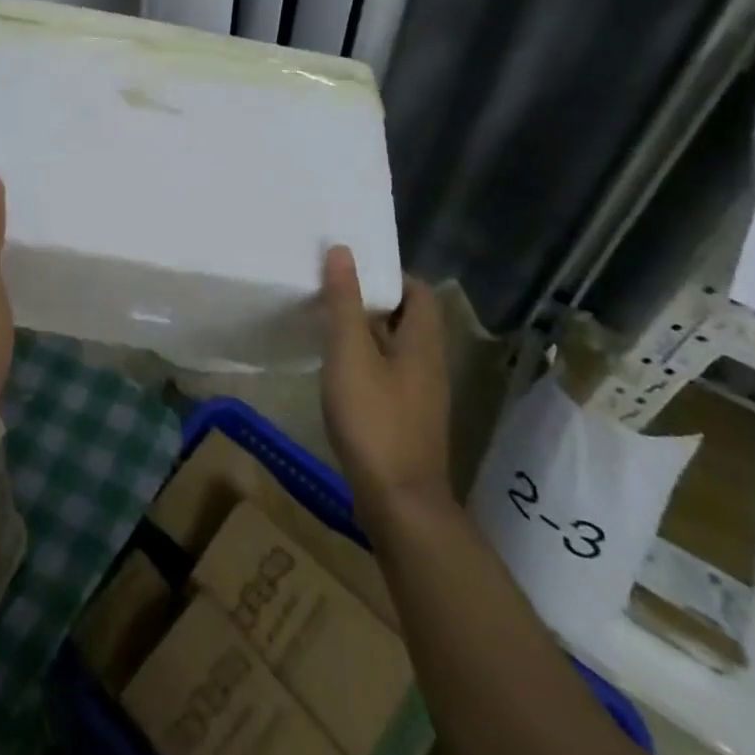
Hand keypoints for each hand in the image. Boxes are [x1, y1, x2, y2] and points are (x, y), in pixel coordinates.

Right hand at [319, 246, 451, 515]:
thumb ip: (345, 302)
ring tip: (327, 321)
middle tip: (331, 288)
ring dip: (365, 330)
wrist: (399, 504)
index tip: (352, 267)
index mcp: (422, 342)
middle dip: (371, 300)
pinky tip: (336, 367)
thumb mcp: (351, 353)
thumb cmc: (375, 419)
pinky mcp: (405, 419)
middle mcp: (428, 364)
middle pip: (406, 317)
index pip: (418, 291)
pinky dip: (364, 360)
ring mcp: (419, 395)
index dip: (389, 273)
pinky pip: (387, 373)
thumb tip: (342, 250)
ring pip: (394, 347)